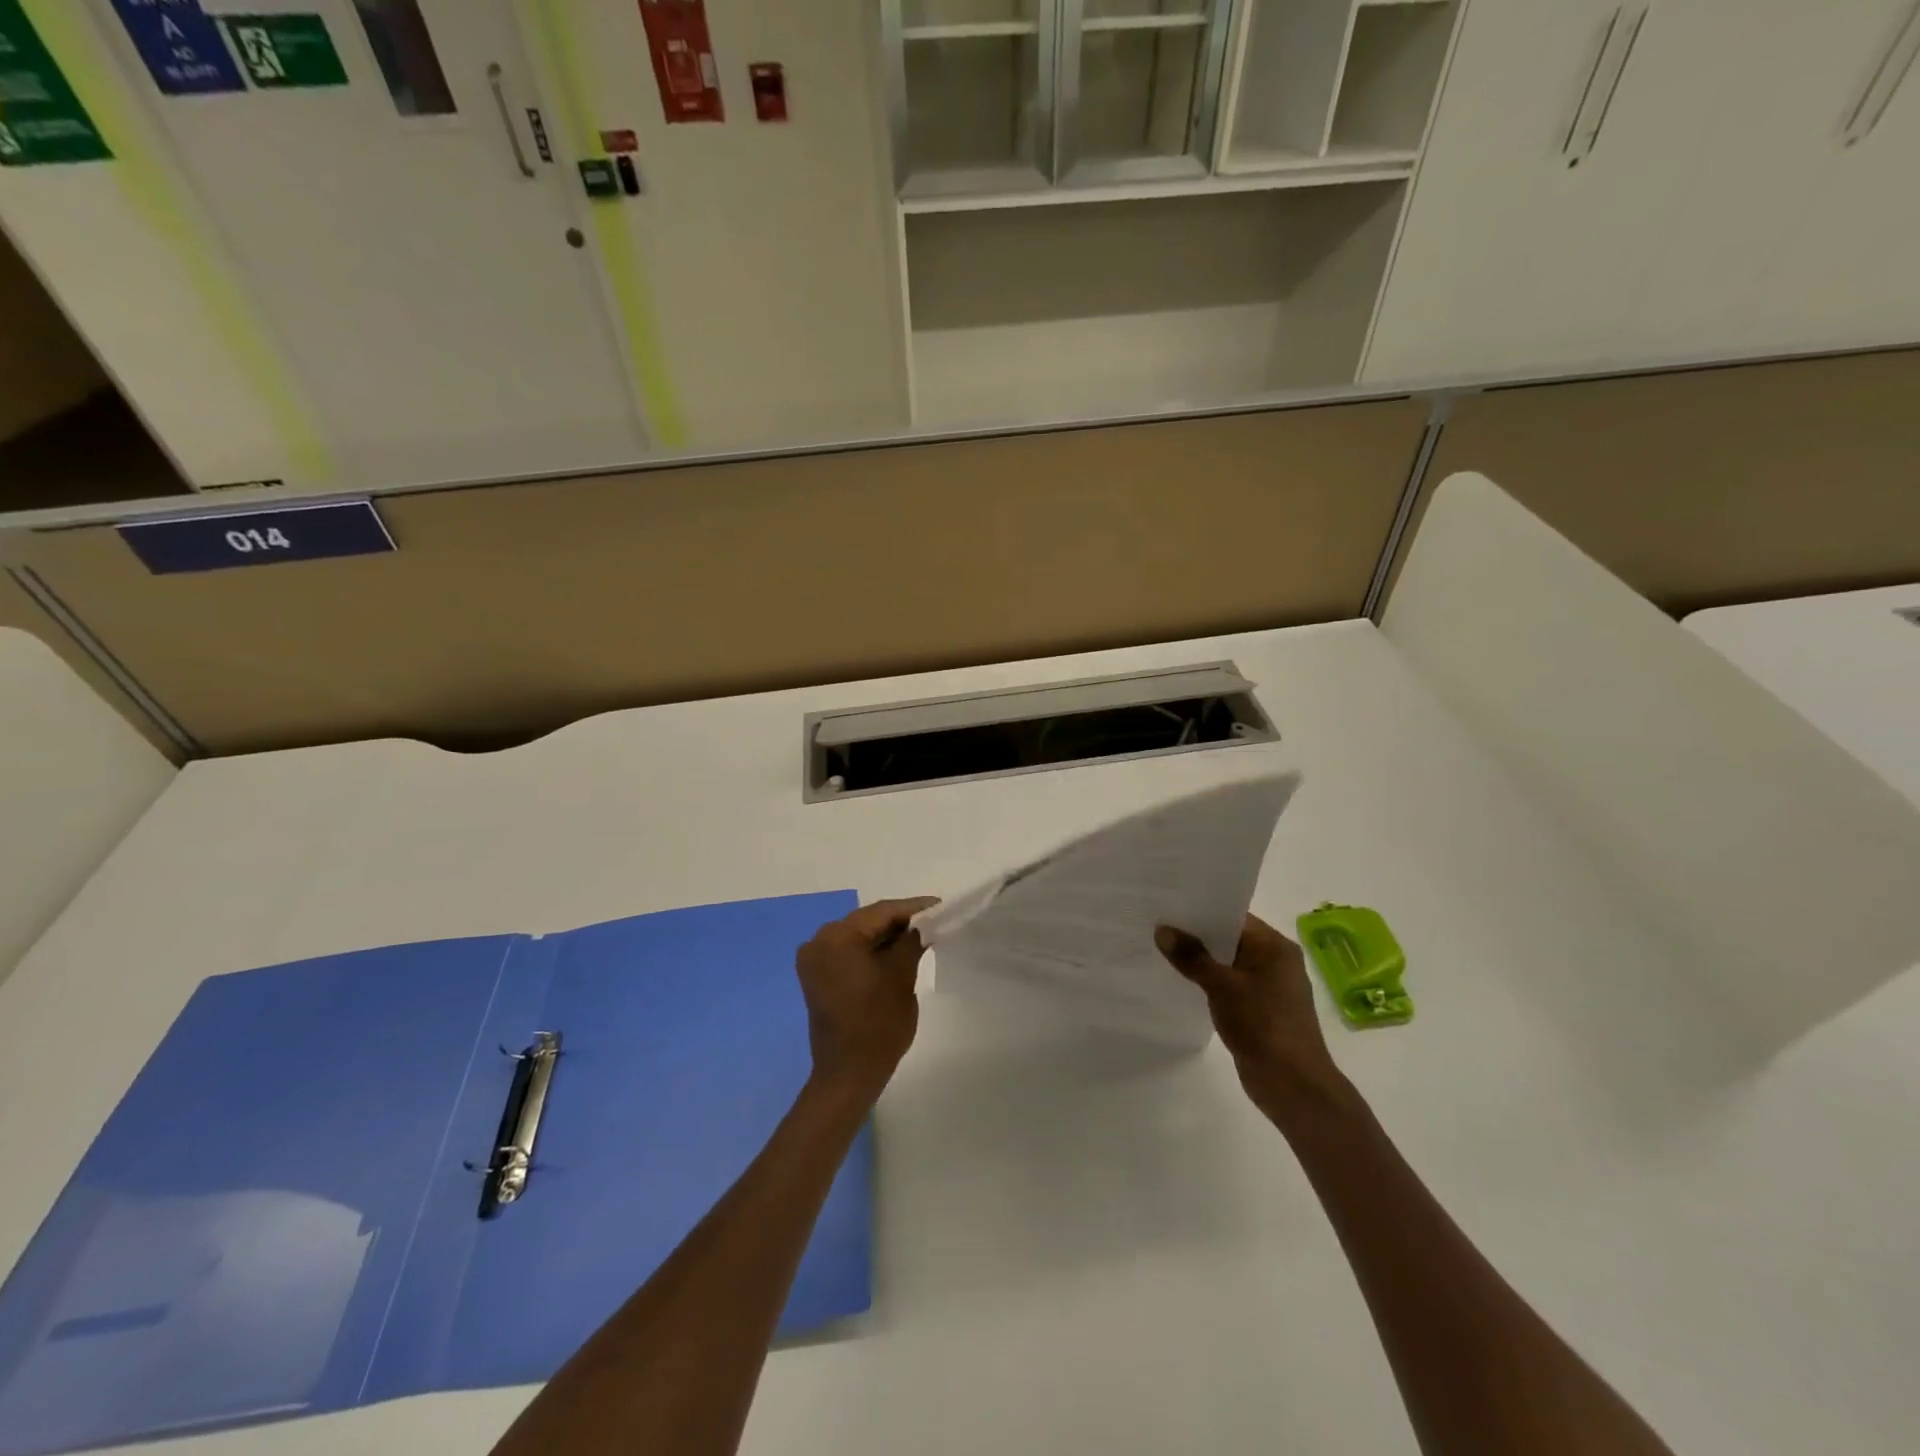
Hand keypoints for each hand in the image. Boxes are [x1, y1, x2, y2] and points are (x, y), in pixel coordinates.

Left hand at [796, 897, 938, 1099]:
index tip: (940, 905)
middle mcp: (819, 941)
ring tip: (920, 935)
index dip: (913, 908)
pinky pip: (849, 953)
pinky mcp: (817, 976)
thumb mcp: (902, 977)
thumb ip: (911, 942)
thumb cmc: (878, 1025)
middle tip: (933, 920)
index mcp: (837, 937)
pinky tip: (896, 953)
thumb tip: (921, 925)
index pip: (881, 912)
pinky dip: (871, 951)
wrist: (848, 1075)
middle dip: (899, 922)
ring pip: (858, 937)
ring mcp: (815, 960)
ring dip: (886, 937)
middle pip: (867, 922)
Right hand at [1155, 915, 1349, 1118]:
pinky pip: (1229, 985)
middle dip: (1196, 935)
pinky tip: (1180, 981)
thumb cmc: (1263, 1025)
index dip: (1201, 910)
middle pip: (1229, 938)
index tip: (1168, 905)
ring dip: (1200, 960)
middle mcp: (1275, 961)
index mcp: (1274, 946)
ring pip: (1227, 963)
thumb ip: (1192, 957)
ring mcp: (1268, 986)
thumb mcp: (1222, 986)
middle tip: (1157, 923)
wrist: (1293, 1085)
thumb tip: (1162, 930)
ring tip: (1161, 949)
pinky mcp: (1260, 1009)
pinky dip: (1208, 982)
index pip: (1233, 916)